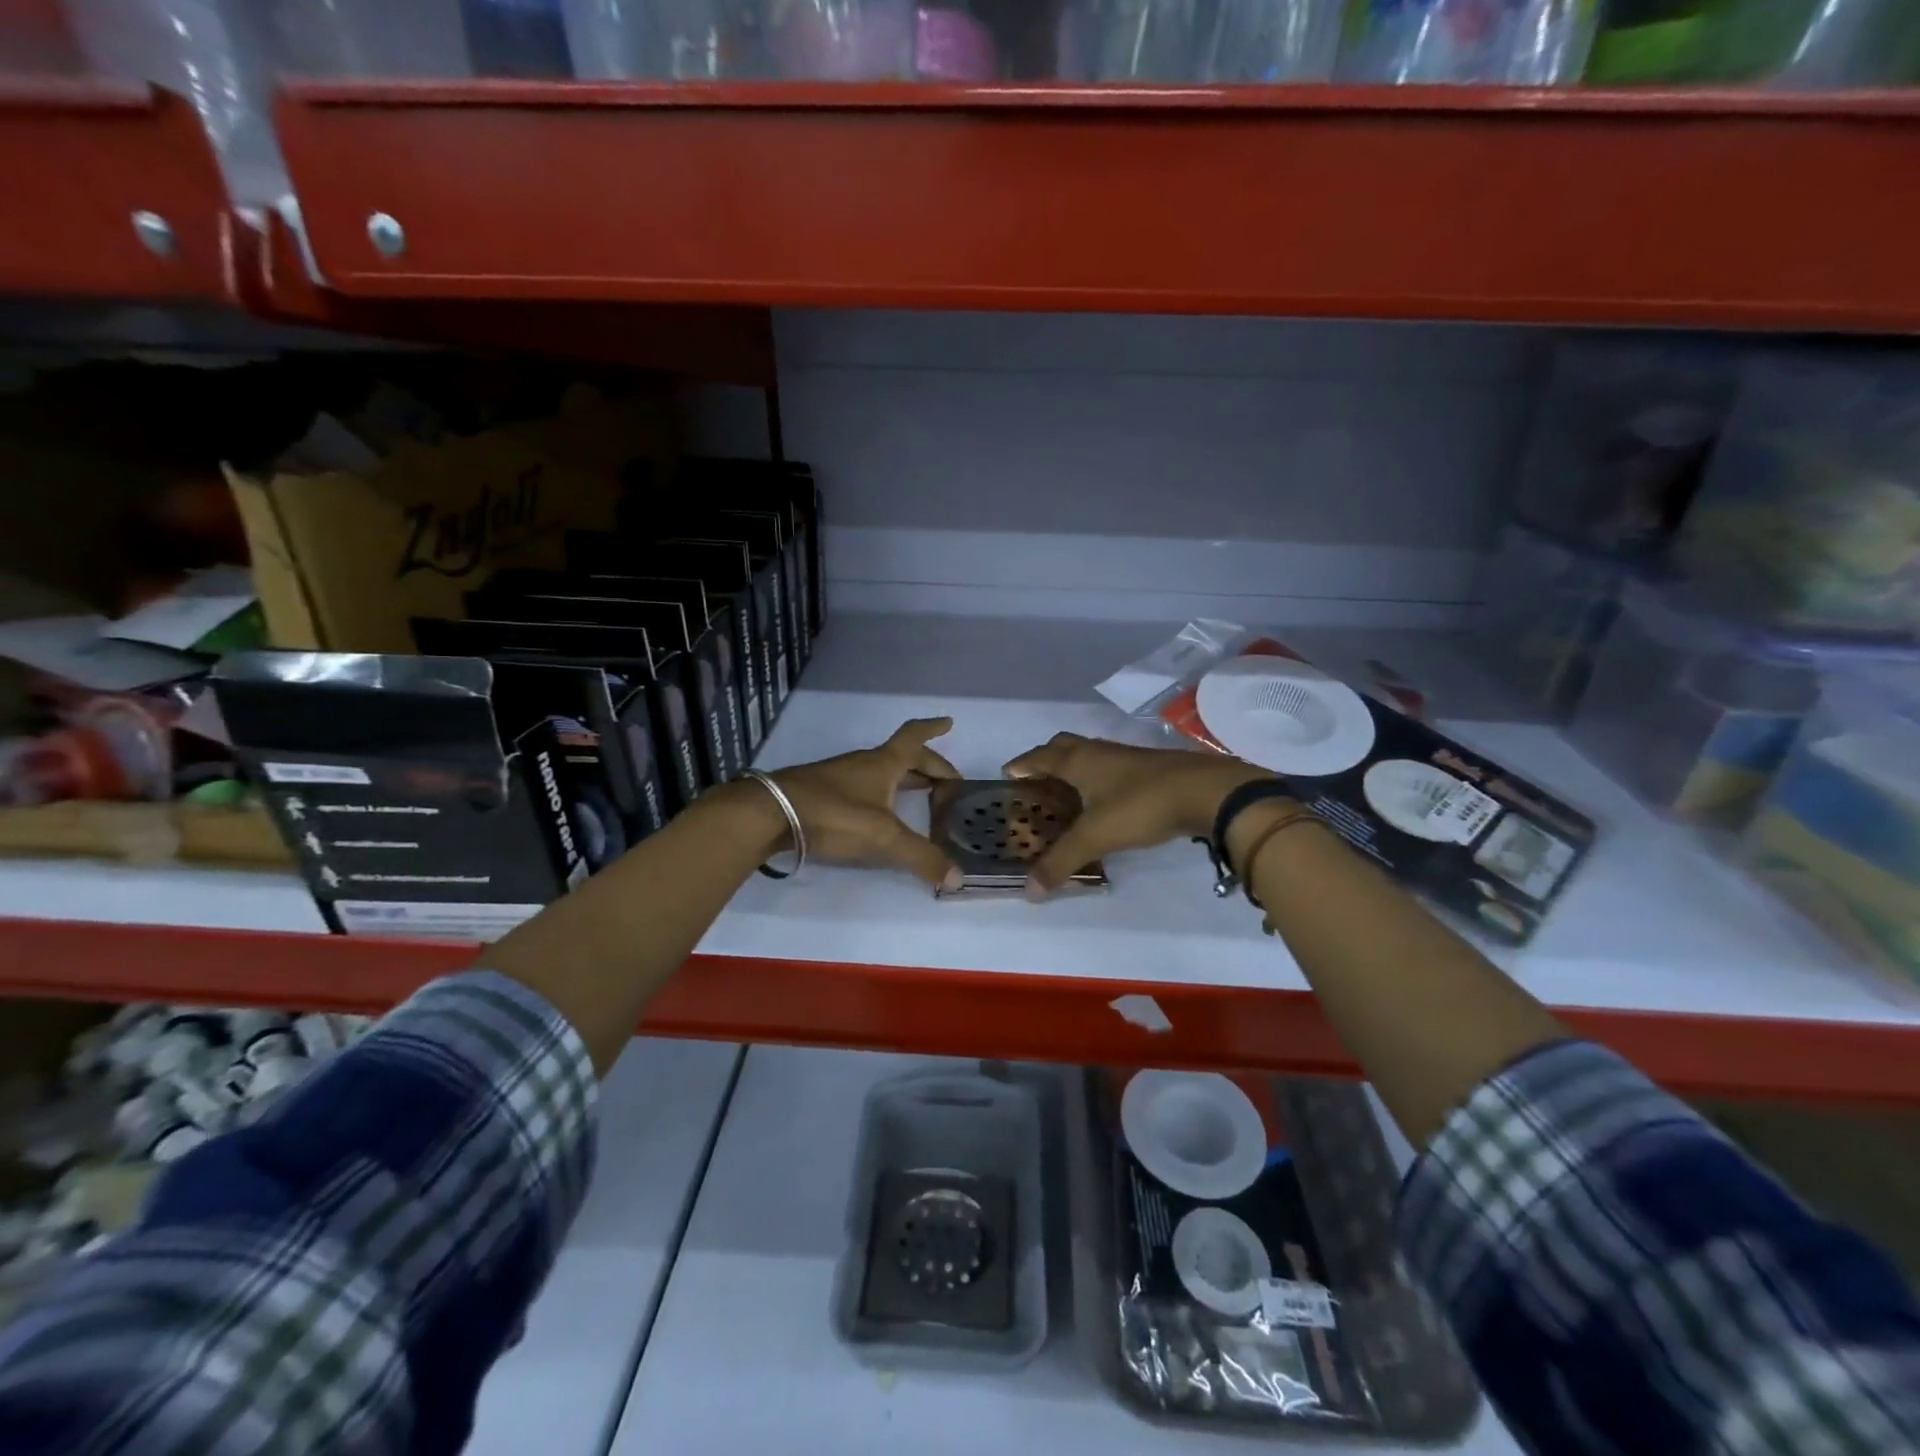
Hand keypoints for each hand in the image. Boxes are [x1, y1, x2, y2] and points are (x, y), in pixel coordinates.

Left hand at [770, 717, 961, 886]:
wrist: (770, 814)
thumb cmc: (834, 814)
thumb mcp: (883, 837)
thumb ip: (921, 858)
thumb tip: (958, 879)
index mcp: (883, 764)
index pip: (914, 738)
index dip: (933, 729)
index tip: (949, 722)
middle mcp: (863, 764)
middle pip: (902, 757)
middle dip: (927, 765)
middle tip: (946, 780)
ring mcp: (839, 777)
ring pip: (881, 771)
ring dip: (903, 778)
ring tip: (919, 793)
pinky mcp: (822, 794)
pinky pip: (863, 787)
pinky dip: (881, 793)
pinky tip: (878, 812)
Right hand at [1004, 733, 1274, 895]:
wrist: (1206, 791)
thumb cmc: (1141, 805)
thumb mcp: (1096, 836)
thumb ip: (1061, 861)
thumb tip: (1029, 890)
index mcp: (1078, 760)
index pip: (1039, 757)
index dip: (1022, 765)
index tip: (1007, 774)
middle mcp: (1098, 752)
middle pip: (1063, 746)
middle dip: (1045, 760)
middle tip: (1035, 782)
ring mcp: (1126, 757)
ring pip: (1089, 756)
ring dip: (1073, 770)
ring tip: (1066, 794)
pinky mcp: (1149, 768)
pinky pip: (1110, 768)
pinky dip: (1098, 780)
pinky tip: (1105, 801)